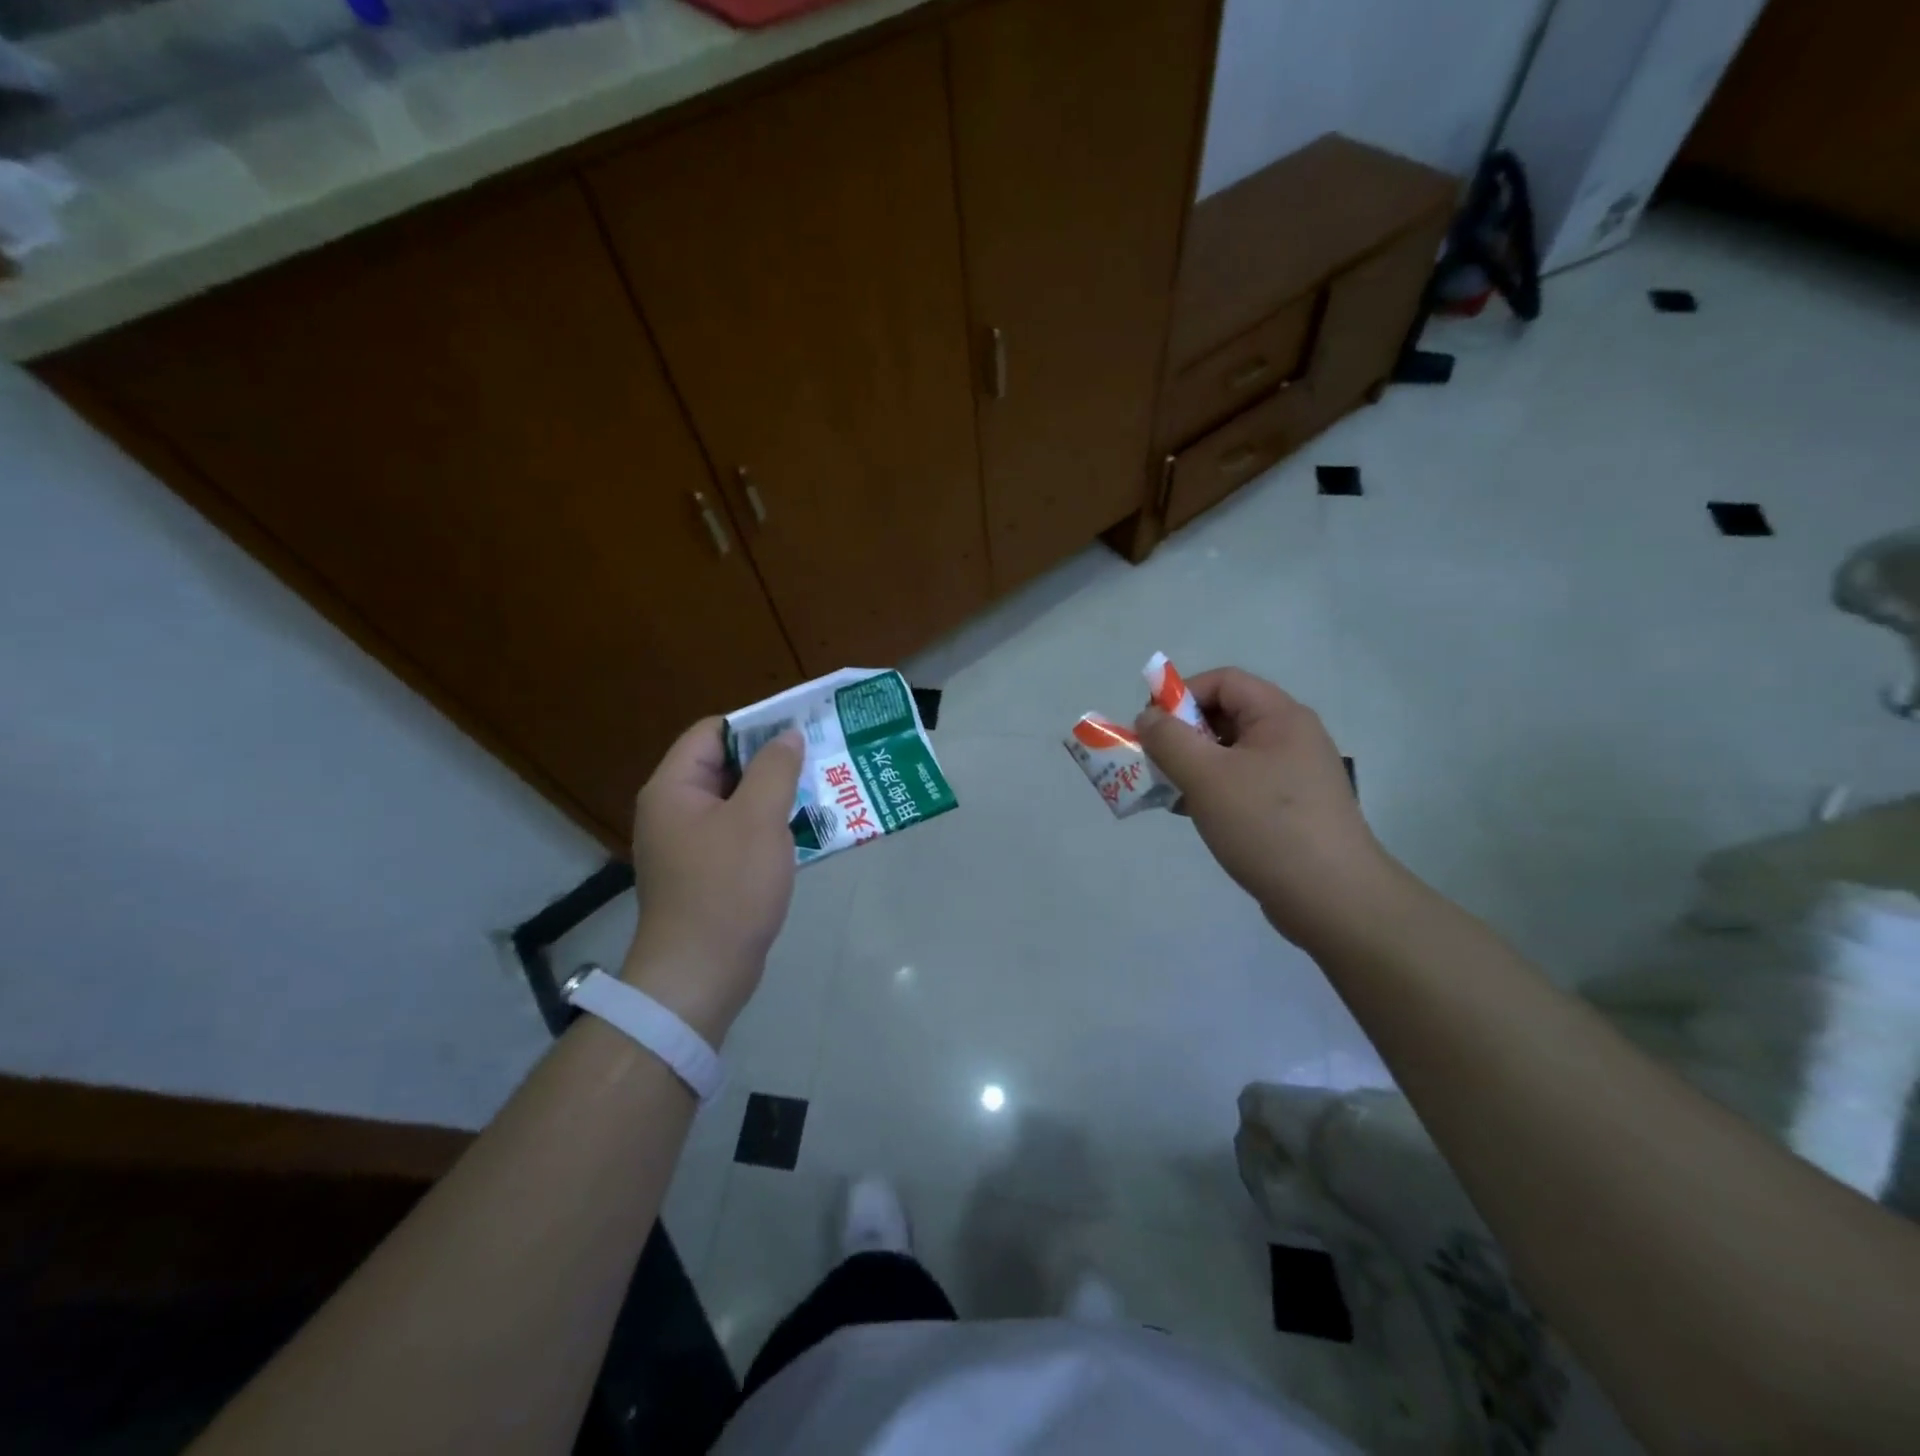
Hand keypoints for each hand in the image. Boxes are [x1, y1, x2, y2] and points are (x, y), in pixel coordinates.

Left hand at [624, 717, 804, 1043]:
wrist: (701, 973)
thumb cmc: (727, 888)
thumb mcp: (758, 819)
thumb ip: (775, 769)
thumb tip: (787, 736)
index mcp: (674, 788)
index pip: (712, 732)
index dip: (755, 725)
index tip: (800, 731)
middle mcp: (674, 810)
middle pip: (725, 766)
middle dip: (773, 761)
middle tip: (819, 760)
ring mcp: (688, 844)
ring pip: (737, 802)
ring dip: (776, 796)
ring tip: (821, 792)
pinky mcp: (705, 872)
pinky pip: (739, 834)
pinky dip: (769, 828)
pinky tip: (804, 832)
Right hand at [1136, 668, 1390, 948]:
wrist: (1332, 898)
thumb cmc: (1266, 825)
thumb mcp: (1207, 777)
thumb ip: (1169, 740)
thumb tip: (1147, 718)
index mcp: (1280, 717)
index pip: (1223, 681)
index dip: (1181, 695)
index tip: (1151, 728)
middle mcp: (1291, 737)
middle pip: (1226, 715)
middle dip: (1182, 734)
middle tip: (1154, 762)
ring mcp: (1293, 774)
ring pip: (1230, 753)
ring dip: (1192, 765)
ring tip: (1167, 791)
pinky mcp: (1290, 808)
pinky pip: (1242, 783)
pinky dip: (1211, 790)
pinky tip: (1190, 813)